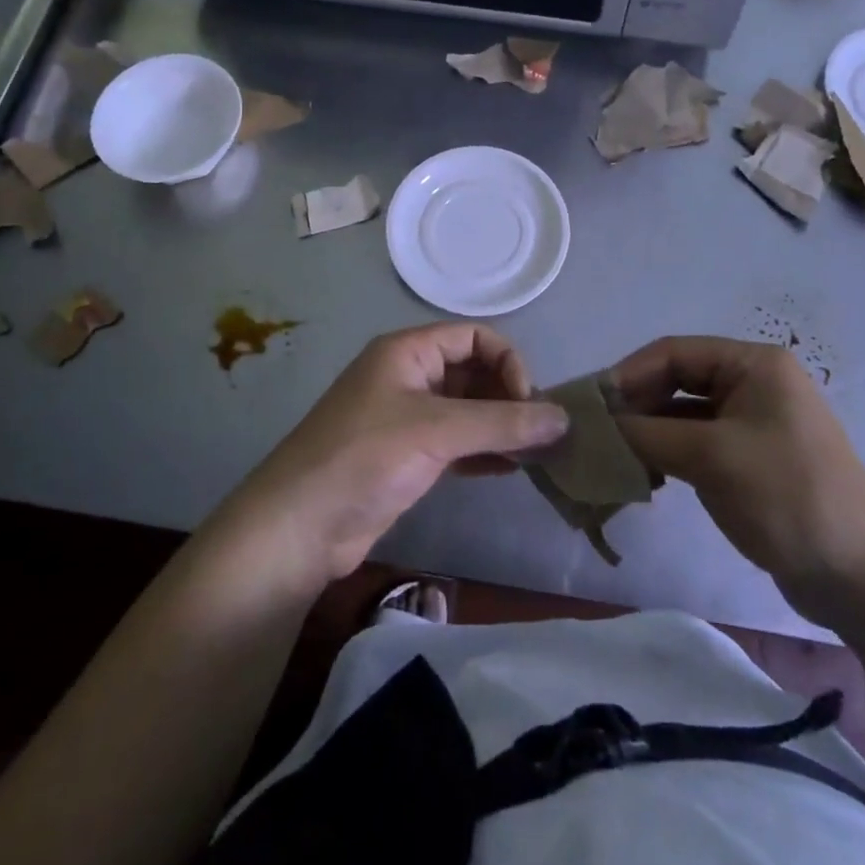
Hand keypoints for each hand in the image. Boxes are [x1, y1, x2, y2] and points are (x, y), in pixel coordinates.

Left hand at [221, 324, 568, 585]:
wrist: (300, 526)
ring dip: (501, 427)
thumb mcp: (437, 431)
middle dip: (509, 396)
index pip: (474, 337)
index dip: (507, 362)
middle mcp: (409, 377)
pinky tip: (512, 470)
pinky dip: (485, 452)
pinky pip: (458, 444)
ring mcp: (407, 419)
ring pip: (467, 411)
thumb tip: (564, 418)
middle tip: (542, 432)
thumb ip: (502, 423)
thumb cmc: (365, 458)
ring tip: (539, 453)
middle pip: (473, 372)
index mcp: (408, 352)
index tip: (528, 402)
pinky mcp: (408, 458)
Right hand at [612, 337, 864, 622]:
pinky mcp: (750, 458)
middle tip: (595, 434)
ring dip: (648, 431)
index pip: (673, 352)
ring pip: (682, 414)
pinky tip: (644, 475)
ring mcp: (753, 422)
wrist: (862, 577)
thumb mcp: (711, 457)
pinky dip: (667, 453)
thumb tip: (596, 426)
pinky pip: (696, 442)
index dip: (627, 375)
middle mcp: (753, 383)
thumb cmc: (788, 496)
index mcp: (753, 364)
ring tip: (613, 457)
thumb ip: (646, 434)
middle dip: (635, 405)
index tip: (589, 406)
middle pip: (676, 380)